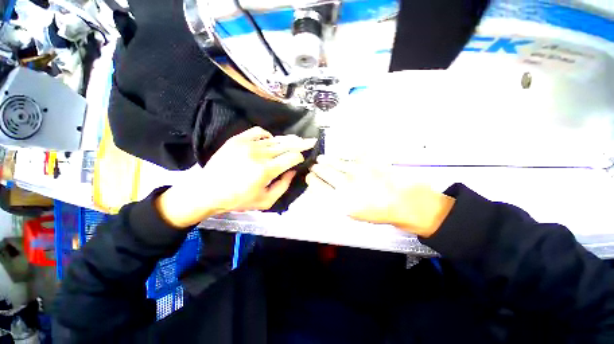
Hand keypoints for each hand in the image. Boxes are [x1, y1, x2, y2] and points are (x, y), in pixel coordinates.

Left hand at [156, 127, 315, 227]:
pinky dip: (268, 135)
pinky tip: (270, 140)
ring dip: (287, 140)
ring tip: (296, 139)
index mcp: (266, 170)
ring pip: (275, 139)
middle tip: (311, 140)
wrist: (208, 191)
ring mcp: (247, 144)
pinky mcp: (238, 140)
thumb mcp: (265, 201)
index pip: (292, 157)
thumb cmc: (238, 199)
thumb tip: (292, 171)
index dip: (300, 157)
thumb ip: (283, 186)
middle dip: (301, 143)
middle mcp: (259, 154)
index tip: (302, 159)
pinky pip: (258, 131)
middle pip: (286, 145)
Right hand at [306, 155, 454, 236]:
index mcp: (339, 199)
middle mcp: (344, 183)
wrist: (402, 202)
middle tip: (314, 167)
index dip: (311, 179)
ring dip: (325, 160)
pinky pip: (349, 155)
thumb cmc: (376, 211)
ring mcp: (355, 170)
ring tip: (321, 159)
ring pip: (333, 160)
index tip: (310, 177)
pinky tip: (340, 157)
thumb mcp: (351, 213)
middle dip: (316, 168)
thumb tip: (322, 188)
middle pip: (322, 170)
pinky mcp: (366, 161)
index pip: (316, 184)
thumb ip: (334, 200)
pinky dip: (342, 156)